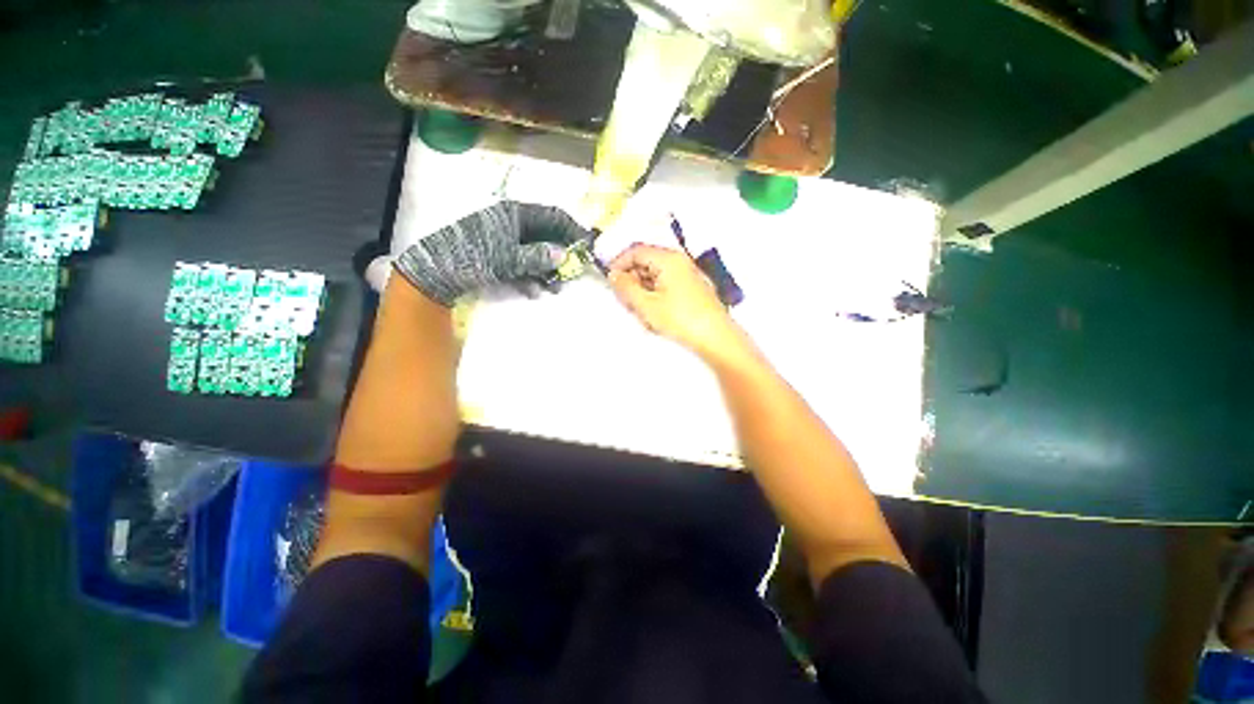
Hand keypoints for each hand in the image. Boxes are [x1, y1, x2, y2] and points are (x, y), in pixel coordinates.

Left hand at [394, 201, 590, 305]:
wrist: (436, 271)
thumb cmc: (474, 257)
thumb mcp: (508, 259)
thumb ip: (538, 257)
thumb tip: (565, 256)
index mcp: (516, 214)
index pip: (555, 216)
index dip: (573, 231)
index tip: (587, 249)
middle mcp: (513, 223)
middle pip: (547, 236)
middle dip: (561, 256)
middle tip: (572, 273)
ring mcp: (506, 239)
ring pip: (536, 252)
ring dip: (547, 270)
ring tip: (554, 288)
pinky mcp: (499, 255)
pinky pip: (523, 263)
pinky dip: (531, 276)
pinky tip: (534, 290)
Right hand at [608, 243, 742, 359]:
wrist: (716, 338)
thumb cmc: (681, 320)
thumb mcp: (646, 305)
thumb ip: (626, 287)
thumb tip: (614, 275)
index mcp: (668, 259)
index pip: (636, 251)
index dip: (619, 264)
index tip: (611, 281)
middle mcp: (680, 262)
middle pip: (647, 262)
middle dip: (632, 279)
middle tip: (625, 300)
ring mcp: (688, 275)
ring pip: (656, 275)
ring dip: (643, 289)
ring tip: (641, 311)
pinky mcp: (693, 289)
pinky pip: (667, 285)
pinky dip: (656, 295)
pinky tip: (655, 314)